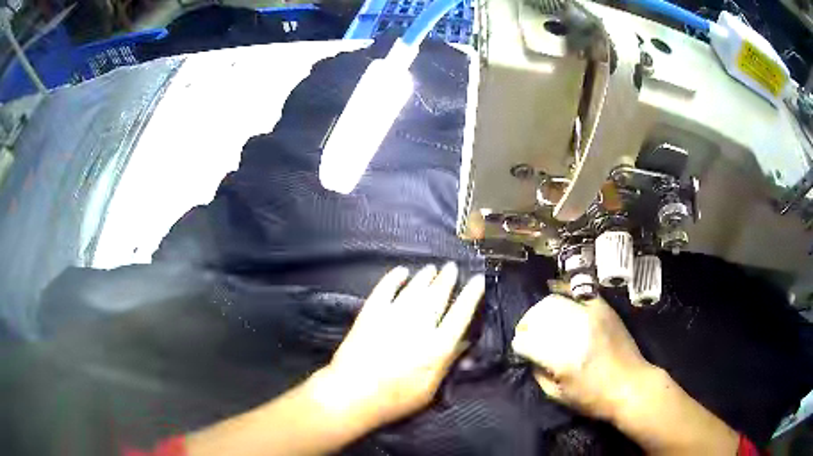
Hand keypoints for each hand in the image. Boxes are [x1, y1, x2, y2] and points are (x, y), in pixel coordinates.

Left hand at [314, 263, 485, 427]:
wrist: (352, 395)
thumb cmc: (395, 400)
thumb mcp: (429, 390)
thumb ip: (448, 363)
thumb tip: (465, 342)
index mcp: (436, 347)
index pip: (460, 315)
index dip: (471, 295)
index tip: (478, 280)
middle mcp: (418, 326)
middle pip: (437, 297)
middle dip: (447, 279)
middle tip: (452, 266)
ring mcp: (392, 317)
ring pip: (414, 290)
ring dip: (425, 277)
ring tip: (432, 268)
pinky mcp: (370, 314)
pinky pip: (384, 289)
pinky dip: (393, 278)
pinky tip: (401, 271)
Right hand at [511, 291, 651, 419]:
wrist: (631, 386)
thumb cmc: (593, 398)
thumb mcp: (557, 396)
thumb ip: (539, 374)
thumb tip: (530, 356)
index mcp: (561, 358)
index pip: (526, 340)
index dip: (519, 346)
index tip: (521, 351)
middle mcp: (574, 331)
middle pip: (538, 315)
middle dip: (527, 324)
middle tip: (527, 334)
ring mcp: (590, 315)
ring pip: (554, 301)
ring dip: (542, 311)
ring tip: (542, 320)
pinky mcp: (603, 308)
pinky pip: (578, 292)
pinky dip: (564, 293)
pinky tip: (558, 298)